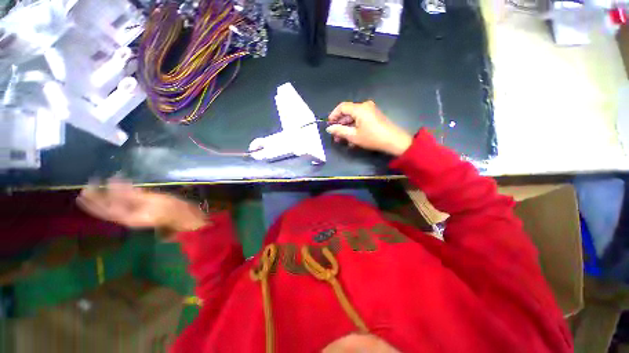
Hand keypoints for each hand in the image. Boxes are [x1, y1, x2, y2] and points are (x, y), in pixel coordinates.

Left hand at [77, 178, 206, 233]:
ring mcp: (134, 212)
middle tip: (87, 186)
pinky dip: (117, 194)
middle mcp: (127, 216)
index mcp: (127, 217)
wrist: (184, 217)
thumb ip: (132, 194)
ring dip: (104, 196)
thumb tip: (115, 182)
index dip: (96, 199)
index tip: (89, 186)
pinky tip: (117, 187)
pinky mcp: (141, 208)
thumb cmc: (171, 210)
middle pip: (106, 209)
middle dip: (95, 199)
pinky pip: (123, 202)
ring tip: (96, 185)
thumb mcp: (152, 201)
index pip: (106, 209)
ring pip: (113, 205)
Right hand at [326, 101, 412, 155]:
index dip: (333, 115)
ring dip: (347, 128)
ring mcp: (371, 111)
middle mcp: (365, 106)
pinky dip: (355, 128)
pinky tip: (352, 139)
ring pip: (354, 118)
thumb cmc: (372, 138)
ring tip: (342, 140)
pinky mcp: (374, 116)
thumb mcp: (353, 136)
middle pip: (348, 113)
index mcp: (359, 108)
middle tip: (335, 136)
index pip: (342, 107)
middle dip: (340, 124)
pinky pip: (360, 120)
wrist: (394, 141)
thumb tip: (329, 128)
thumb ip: (340, 131)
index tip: (329, 124)